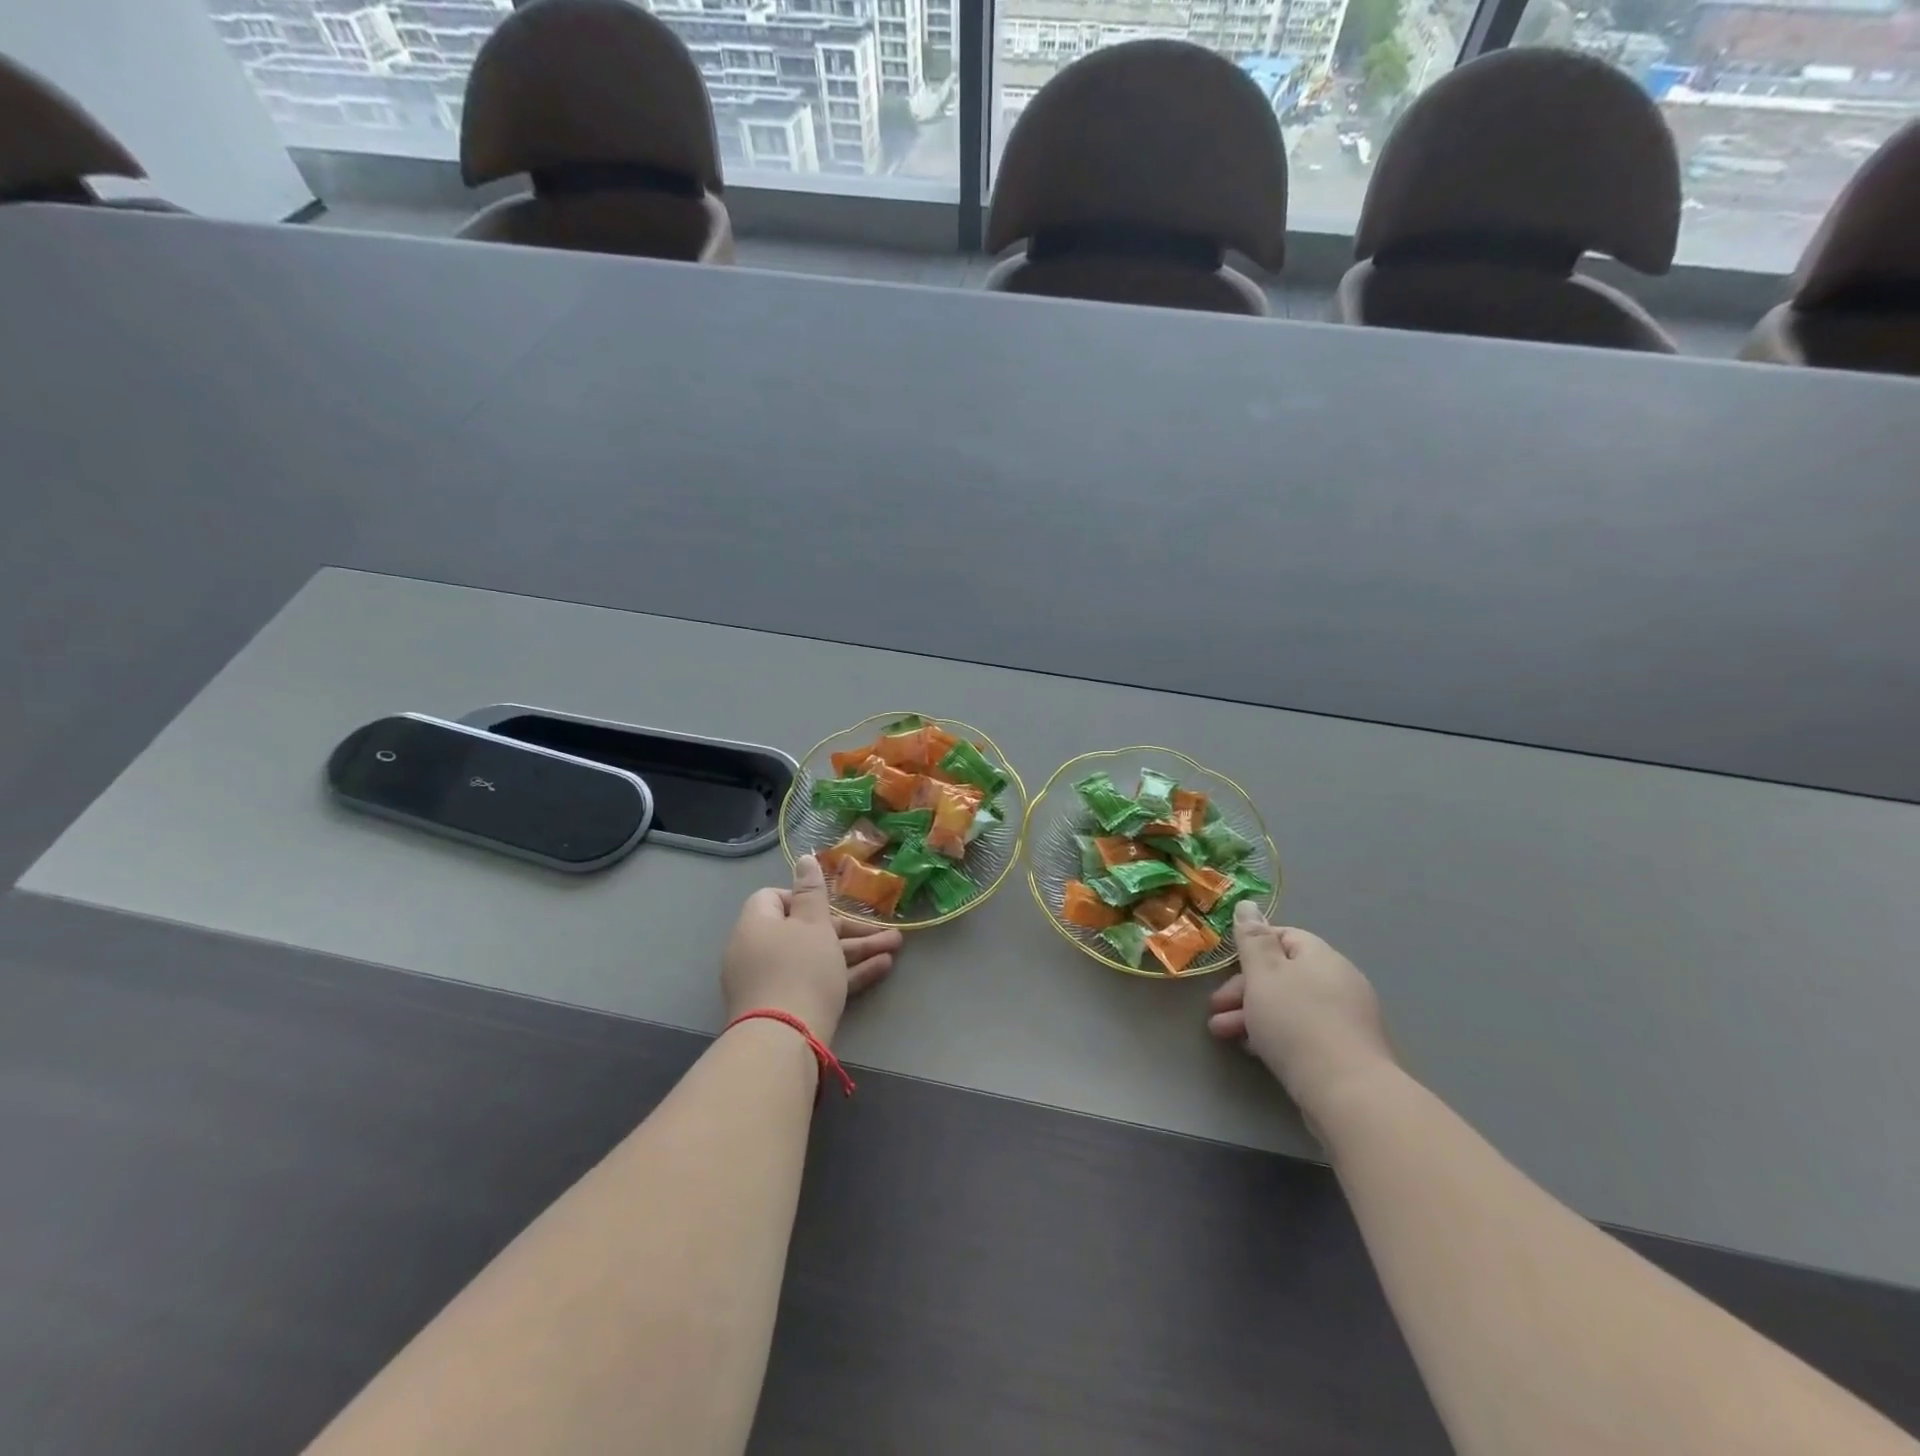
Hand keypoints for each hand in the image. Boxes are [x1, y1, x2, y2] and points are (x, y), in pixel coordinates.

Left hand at [723, 855, 901, 1044]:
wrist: (784, 1042)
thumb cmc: (800, 970)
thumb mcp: (814, 924)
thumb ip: (812, 891)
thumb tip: (803, 858)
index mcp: (757, 925)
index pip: (774, 898)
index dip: (804, 897)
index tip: (830, 905)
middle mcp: (758, 951)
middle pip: (805, 930)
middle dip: (849, 928)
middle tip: (883, 929)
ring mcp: (771, 983)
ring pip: (817, 957)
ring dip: (856, 950)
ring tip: (895, 948)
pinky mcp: (787, 1008)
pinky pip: (817, 981)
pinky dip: (845, 974)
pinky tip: (882, 968)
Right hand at [1207, 904, 1395, 1120]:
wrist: (1348, 1094)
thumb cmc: (1297, 1024)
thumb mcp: (1264, 975)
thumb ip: (1252, 939)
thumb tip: (1248, 904)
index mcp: (1322, 957)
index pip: (1283, 937)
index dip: (1250, 949)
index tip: (1225, 968)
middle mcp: (1339, 981)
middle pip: (1283, 974)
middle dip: (1243, 989)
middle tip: (1215, 1008)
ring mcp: (1346, 1018)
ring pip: (1289, 1005)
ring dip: (1252, 1014)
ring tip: (1223, 1033)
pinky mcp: (1345, 1051)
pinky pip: (1302, 1031)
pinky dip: (1275, 1034)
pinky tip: (1253, 1049)